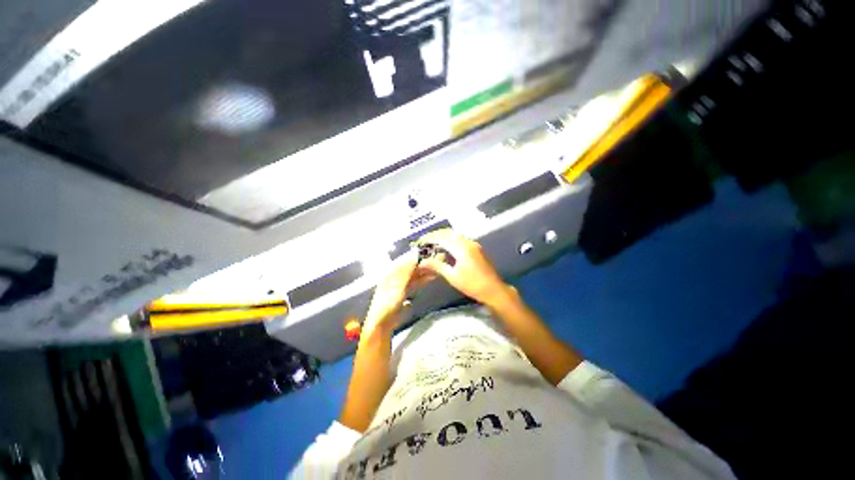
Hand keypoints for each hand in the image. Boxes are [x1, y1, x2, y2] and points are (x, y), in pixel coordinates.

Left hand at [363, 251, 434, 334]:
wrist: (383, 323)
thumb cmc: (387, 303)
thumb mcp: (397, 285)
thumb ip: (406, 271)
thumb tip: (414, 255)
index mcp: (390, 272)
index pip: (405, 260)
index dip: (416, 257)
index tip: (429, 253)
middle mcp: (395, 276)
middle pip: (410, 267)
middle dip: (422, 264)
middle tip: (436, 260)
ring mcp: (400, 285)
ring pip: (414, 275)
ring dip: (424, 272)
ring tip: (436, 267)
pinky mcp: (404, 293)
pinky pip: (415, 283)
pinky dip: (422, 280)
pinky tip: (430, 278)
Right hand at [417, 229, 510, 306]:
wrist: (493, 290)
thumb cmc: (472, 285)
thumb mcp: (453, 277)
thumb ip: (437, 266)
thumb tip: (422, 262)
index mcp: (462, 248)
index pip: (442, 238)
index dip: (430, 238)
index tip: (420, 241)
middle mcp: (468, 242)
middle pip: (449, 233)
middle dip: (436, 235)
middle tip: (425, 240)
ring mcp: (474, 244)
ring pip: (455, 235)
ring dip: (444, 236)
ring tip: (433, 243)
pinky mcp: (476, 248)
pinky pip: (461, 239)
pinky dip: (451, 240)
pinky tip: (446, 247)